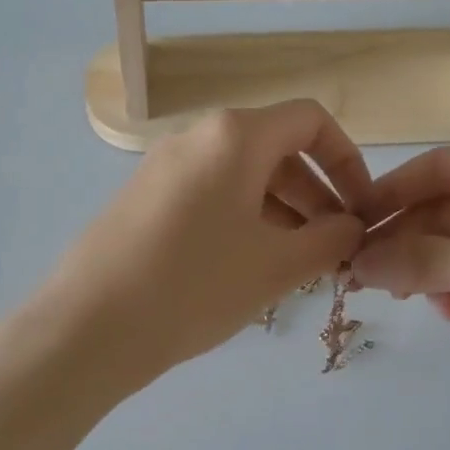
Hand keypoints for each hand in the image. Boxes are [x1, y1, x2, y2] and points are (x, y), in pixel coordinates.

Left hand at [47, 101, 372, 385]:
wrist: (90, 327)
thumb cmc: (195, 286)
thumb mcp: (277, 265)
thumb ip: (329, 239)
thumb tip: (351, 227)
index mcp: (234, 136)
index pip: (310, 121)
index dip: (347, 161)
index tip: (359, 210)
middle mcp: (197, 137)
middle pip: (276, 150)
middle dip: (315, 195)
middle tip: (330, 248)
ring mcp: (164, 167)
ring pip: (241, 177)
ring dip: (281, 212)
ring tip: (295, 265)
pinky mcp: (142, 198)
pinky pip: (209, 196)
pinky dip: (242, 220)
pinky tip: (247, 268)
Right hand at [351, 141, 449, 416]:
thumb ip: (430, 261)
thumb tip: (359, 262)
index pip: (442, 168)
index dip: (394, 191)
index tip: (351, 222)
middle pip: (446, 210)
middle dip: (408, 239)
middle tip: (367, 274)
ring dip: (428, 269)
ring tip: (406, 297)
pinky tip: (447, 312)